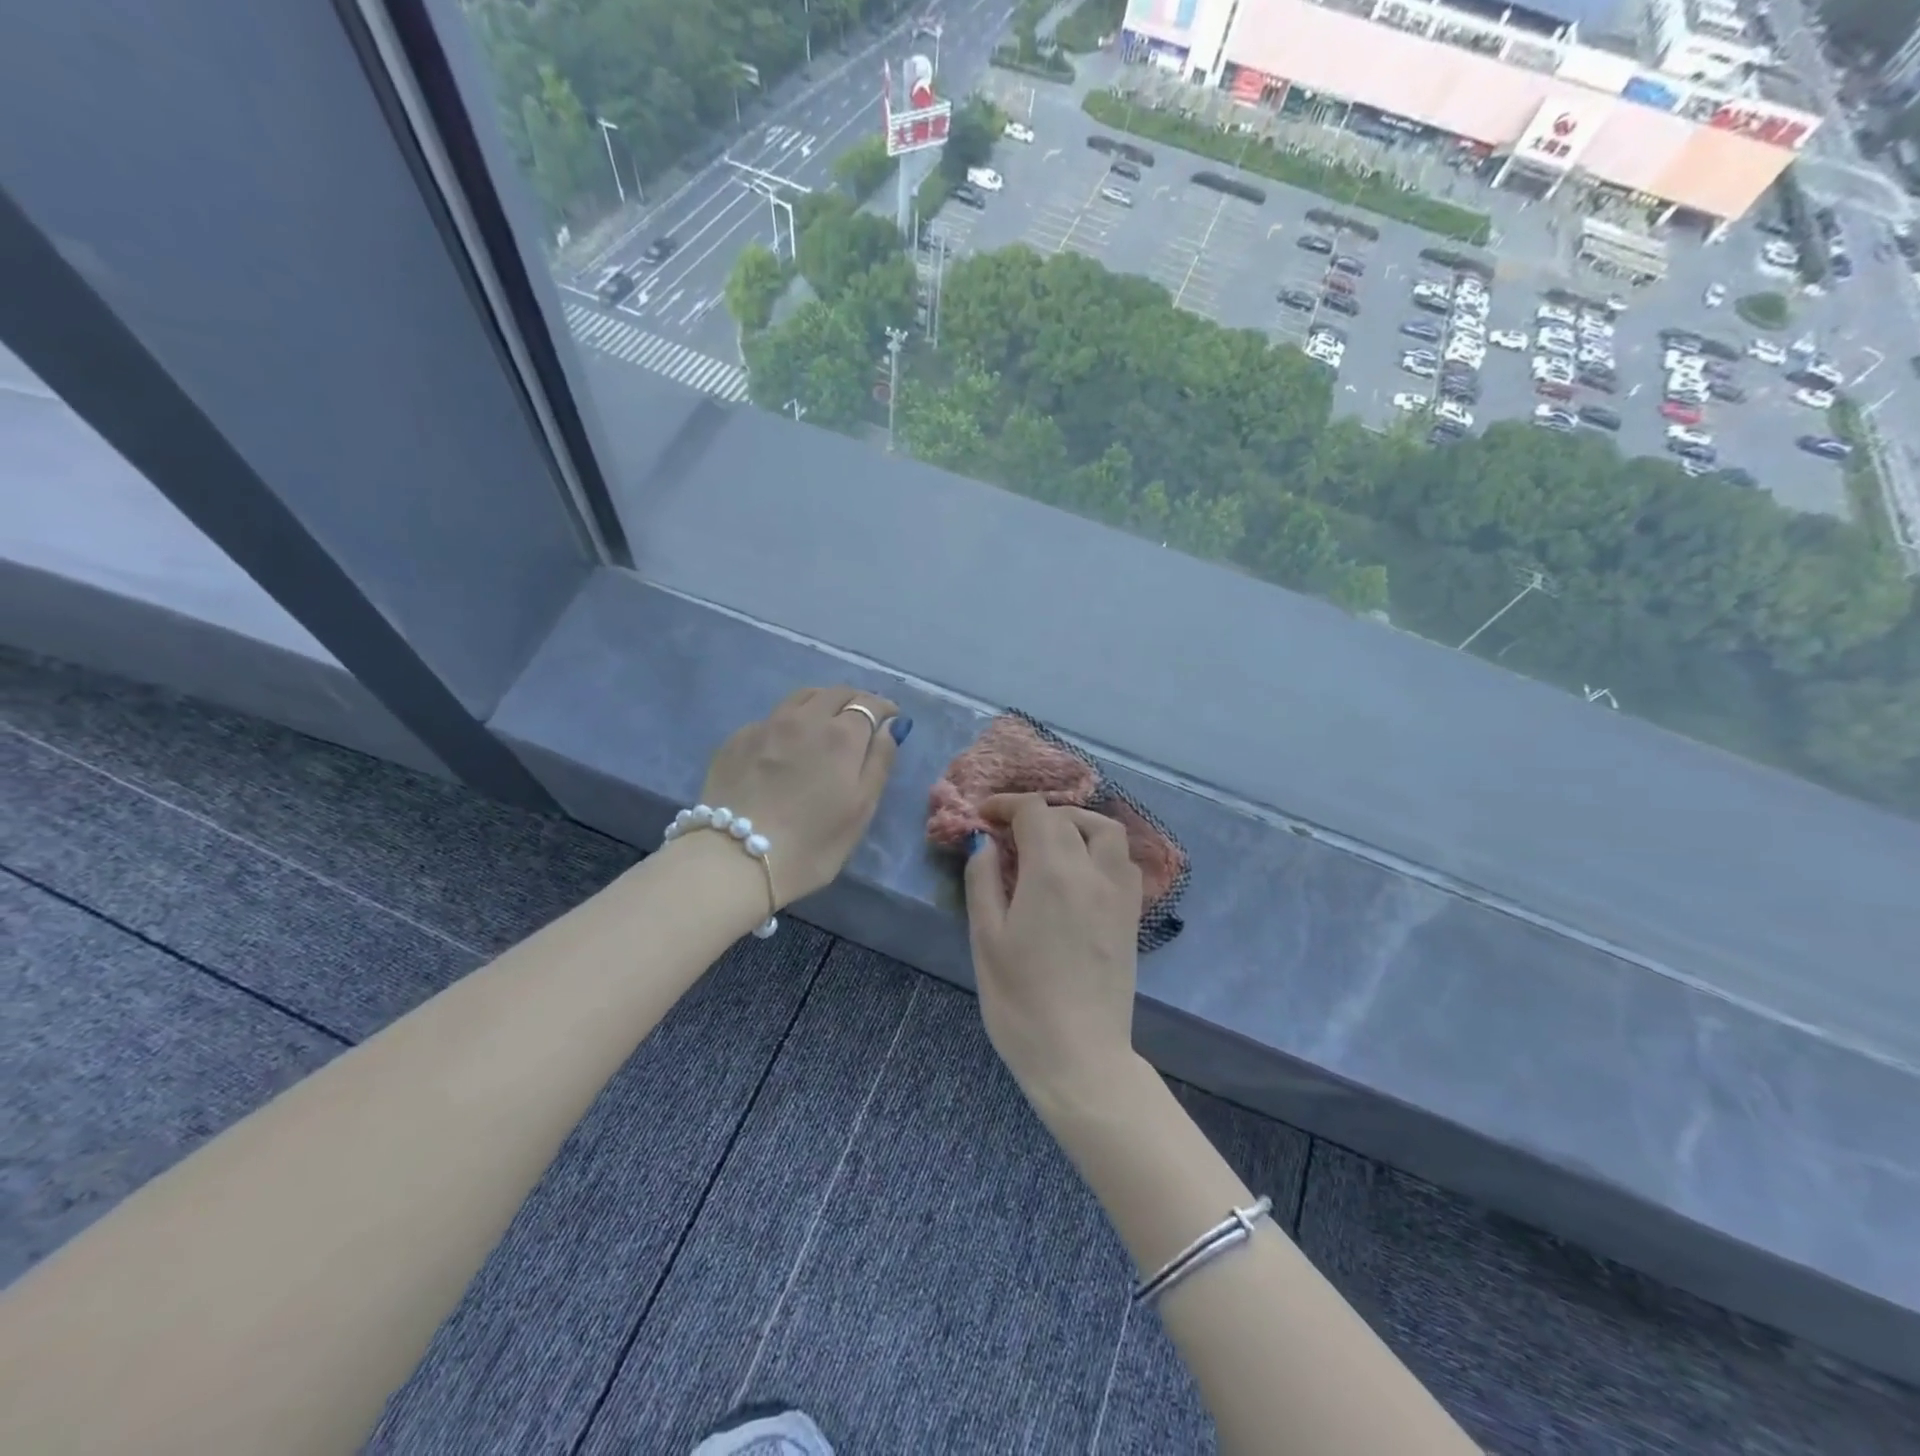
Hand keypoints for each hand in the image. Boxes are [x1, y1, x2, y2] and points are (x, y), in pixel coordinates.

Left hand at [698, 686, 903, 906]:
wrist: (734, 858)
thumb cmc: (812, 842)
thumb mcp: (861, 809)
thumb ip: (879, 761)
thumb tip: (888, 727)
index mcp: (841, 735)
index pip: (868, 704)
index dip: (883, 707)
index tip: (891, 717)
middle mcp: (805, 718)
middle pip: (835, 692)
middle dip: (854, 700)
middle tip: (862, 717)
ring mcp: (767, 725)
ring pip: (801, 697)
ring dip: (822, 701)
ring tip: (826, 719)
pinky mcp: (737, 739)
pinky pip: (772, 717)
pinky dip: (790, 721)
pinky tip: (786, 743)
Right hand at [965, 794, 1143, 1107]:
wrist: (1079, 1055)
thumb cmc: (1020, 1001)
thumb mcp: (986, 939)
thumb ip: (984, 881)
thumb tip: (985, 843)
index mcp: (1052, 872)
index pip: (1035, 812)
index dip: (1007, 804)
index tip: (984, 816)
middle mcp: (1093, 871)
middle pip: (1068, 818)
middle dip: (1035, 814)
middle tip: (1008, 831)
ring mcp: (1119, 893)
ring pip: (1107, 832)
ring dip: (1076, 823)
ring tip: (1050, 840)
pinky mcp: (1132, 916)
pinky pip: (1123, 862)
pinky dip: (1101, 849)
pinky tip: (1080, 871)